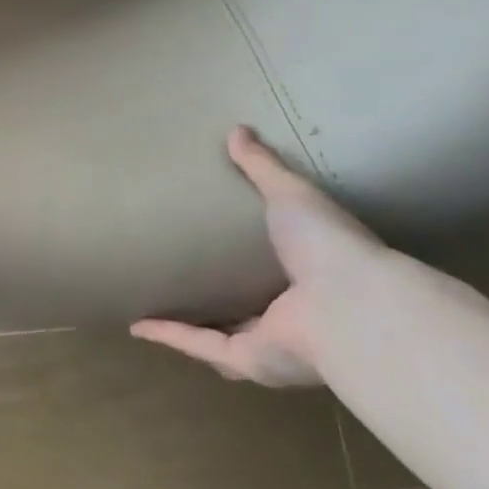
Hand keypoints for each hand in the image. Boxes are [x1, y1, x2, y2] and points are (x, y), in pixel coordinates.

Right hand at [130, 126, 386, 387]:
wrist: (350, 304)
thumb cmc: (328, 246)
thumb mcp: (291, 194)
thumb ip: (263, 167)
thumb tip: (238, 130)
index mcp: (309, 276)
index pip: (272, 269)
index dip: (247, 259)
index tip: (220, 244)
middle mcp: (292, 315)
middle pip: (248, 310)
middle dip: (220, 302)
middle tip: (184, 279)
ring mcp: (271, 343)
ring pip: (222, 337)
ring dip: (189, 328)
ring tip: (155, 306)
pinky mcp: (248, 359)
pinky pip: (201, 345)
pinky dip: (170, 336)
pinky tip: (138, 325)